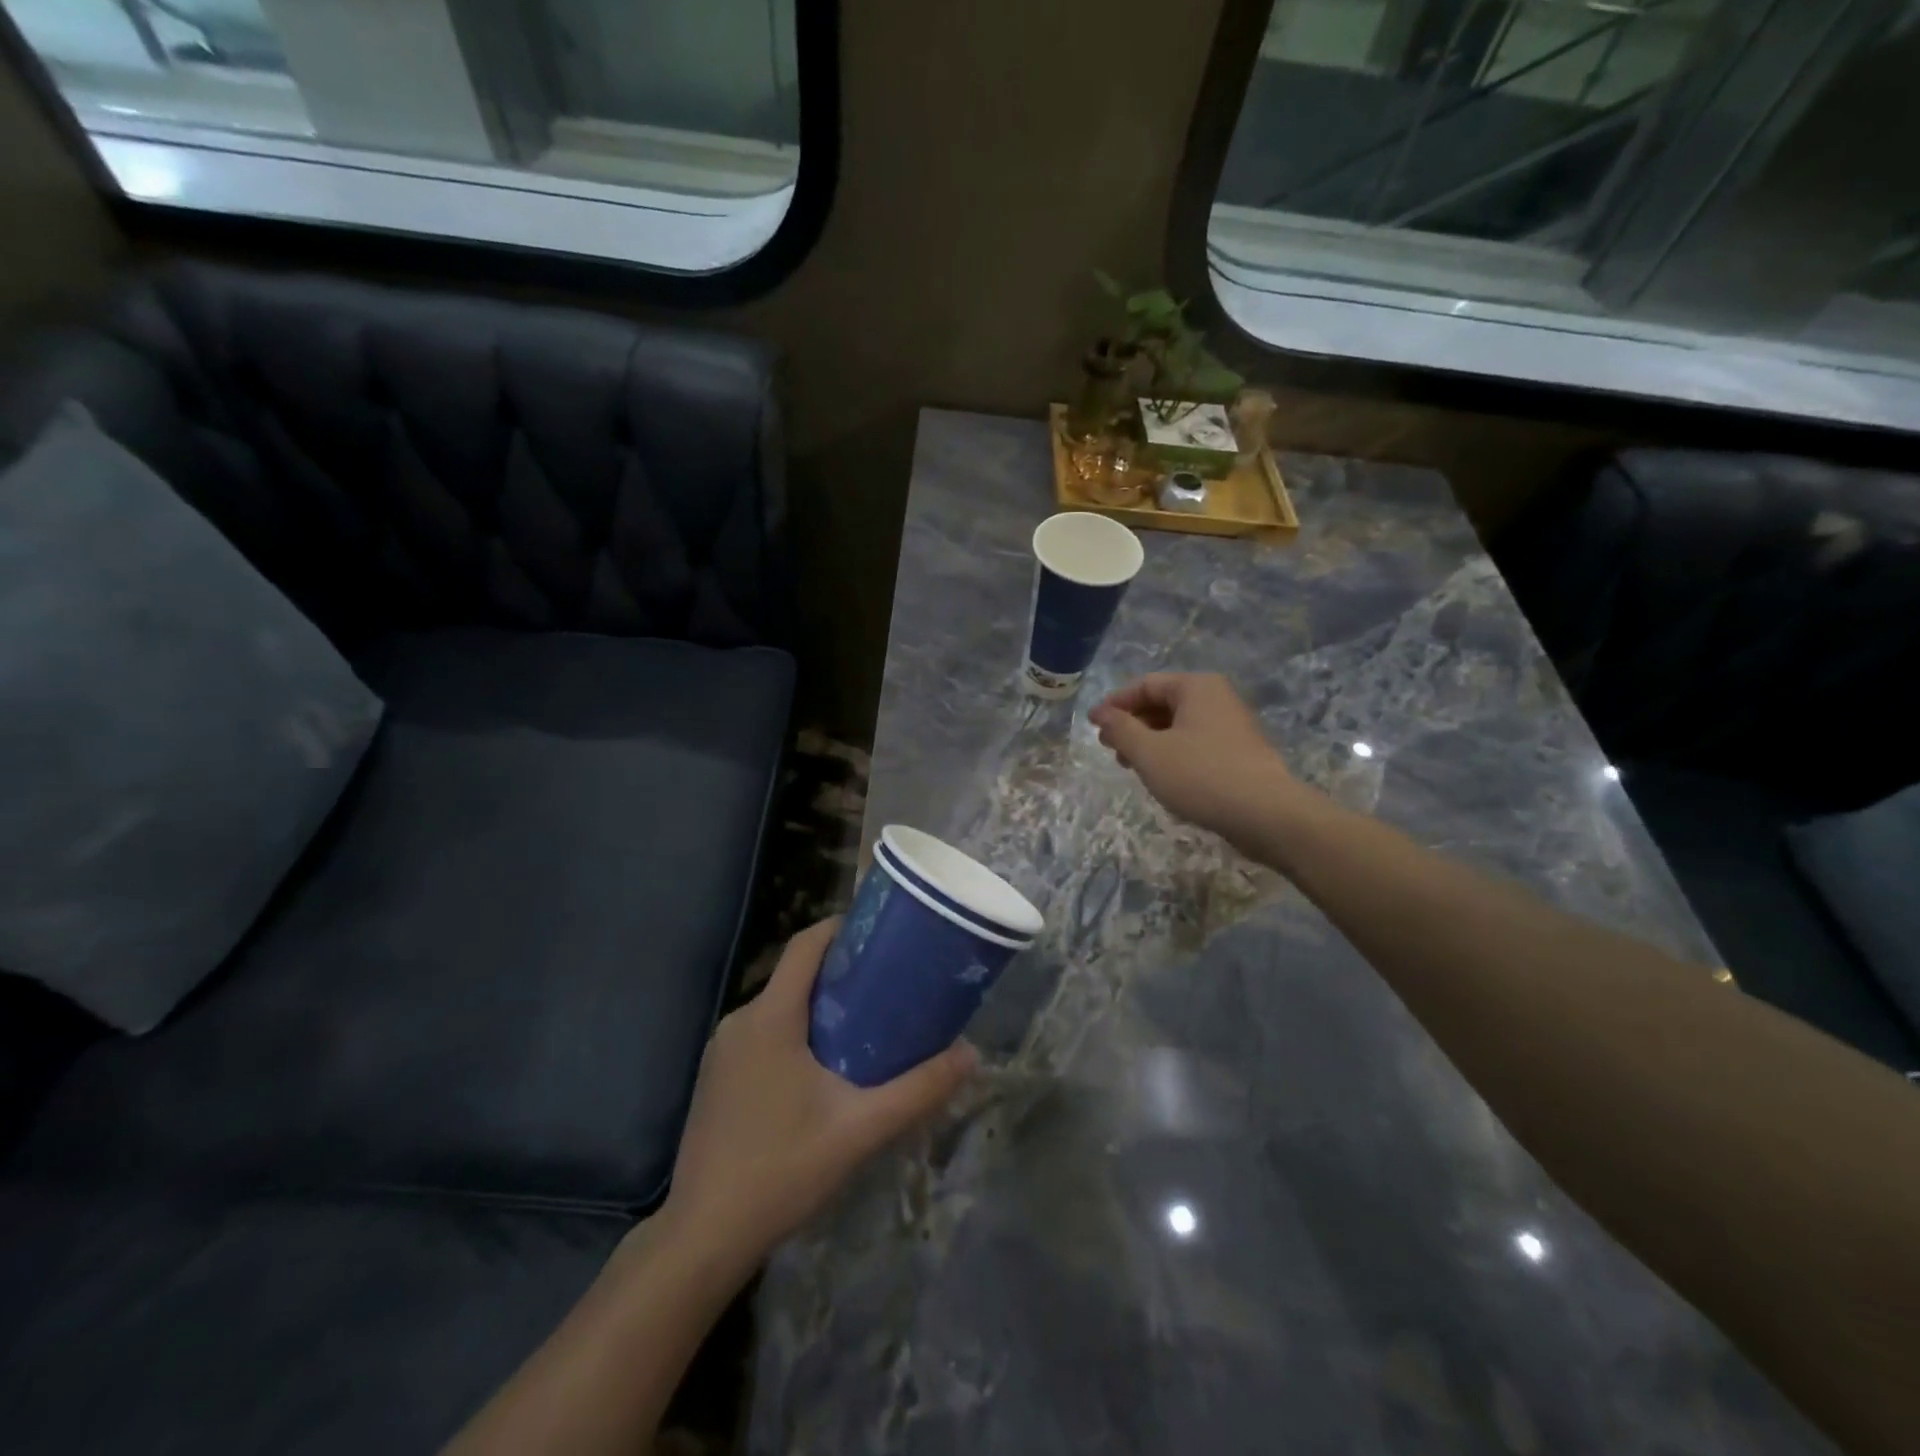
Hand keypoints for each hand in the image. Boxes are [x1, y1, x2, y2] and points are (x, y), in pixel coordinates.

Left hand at [657, 919, 977, 1274]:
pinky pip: (762, 1034)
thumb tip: (970, 1055)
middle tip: (889, 984)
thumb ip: (918, 1090)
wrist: (702, 1238)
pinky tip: (824, 1068)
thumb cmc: (782, 1170)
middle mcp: (740, 1021)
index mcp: (770, 1017)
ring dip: (819, 1006)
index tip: (882, 934)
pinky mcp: (717, 1078)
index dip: (843, 928)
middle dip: (841, 972)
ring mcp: (723, 1051)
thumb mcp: (860, 1129)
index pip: (806, 944)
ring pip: (779, 1007)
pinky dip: (796, 1032)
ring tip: (867, 1024)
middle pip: (795, 974)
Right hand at [1090, 672, 1299, 845]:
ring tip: (1130, 766)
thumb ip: (1121, 729)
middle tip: (1110, 749)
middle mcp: (1216, 698)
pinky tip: (1162, 777)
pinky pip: (1195, 743)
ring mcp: (1231, 725)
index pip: (1145, 685)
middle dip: (1132, 724)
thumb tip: (1102, 714)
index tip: (1093, 726)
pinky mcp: (1238, 753)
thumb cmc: (1201, 775)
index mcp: (1196, 687)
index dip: (1115, 704)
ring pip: (1178, 726)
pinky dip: (1171, 753)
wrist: (1265, 814)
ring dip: (1149, 741)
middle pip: (1162, 703)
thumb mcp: (1149, 752)